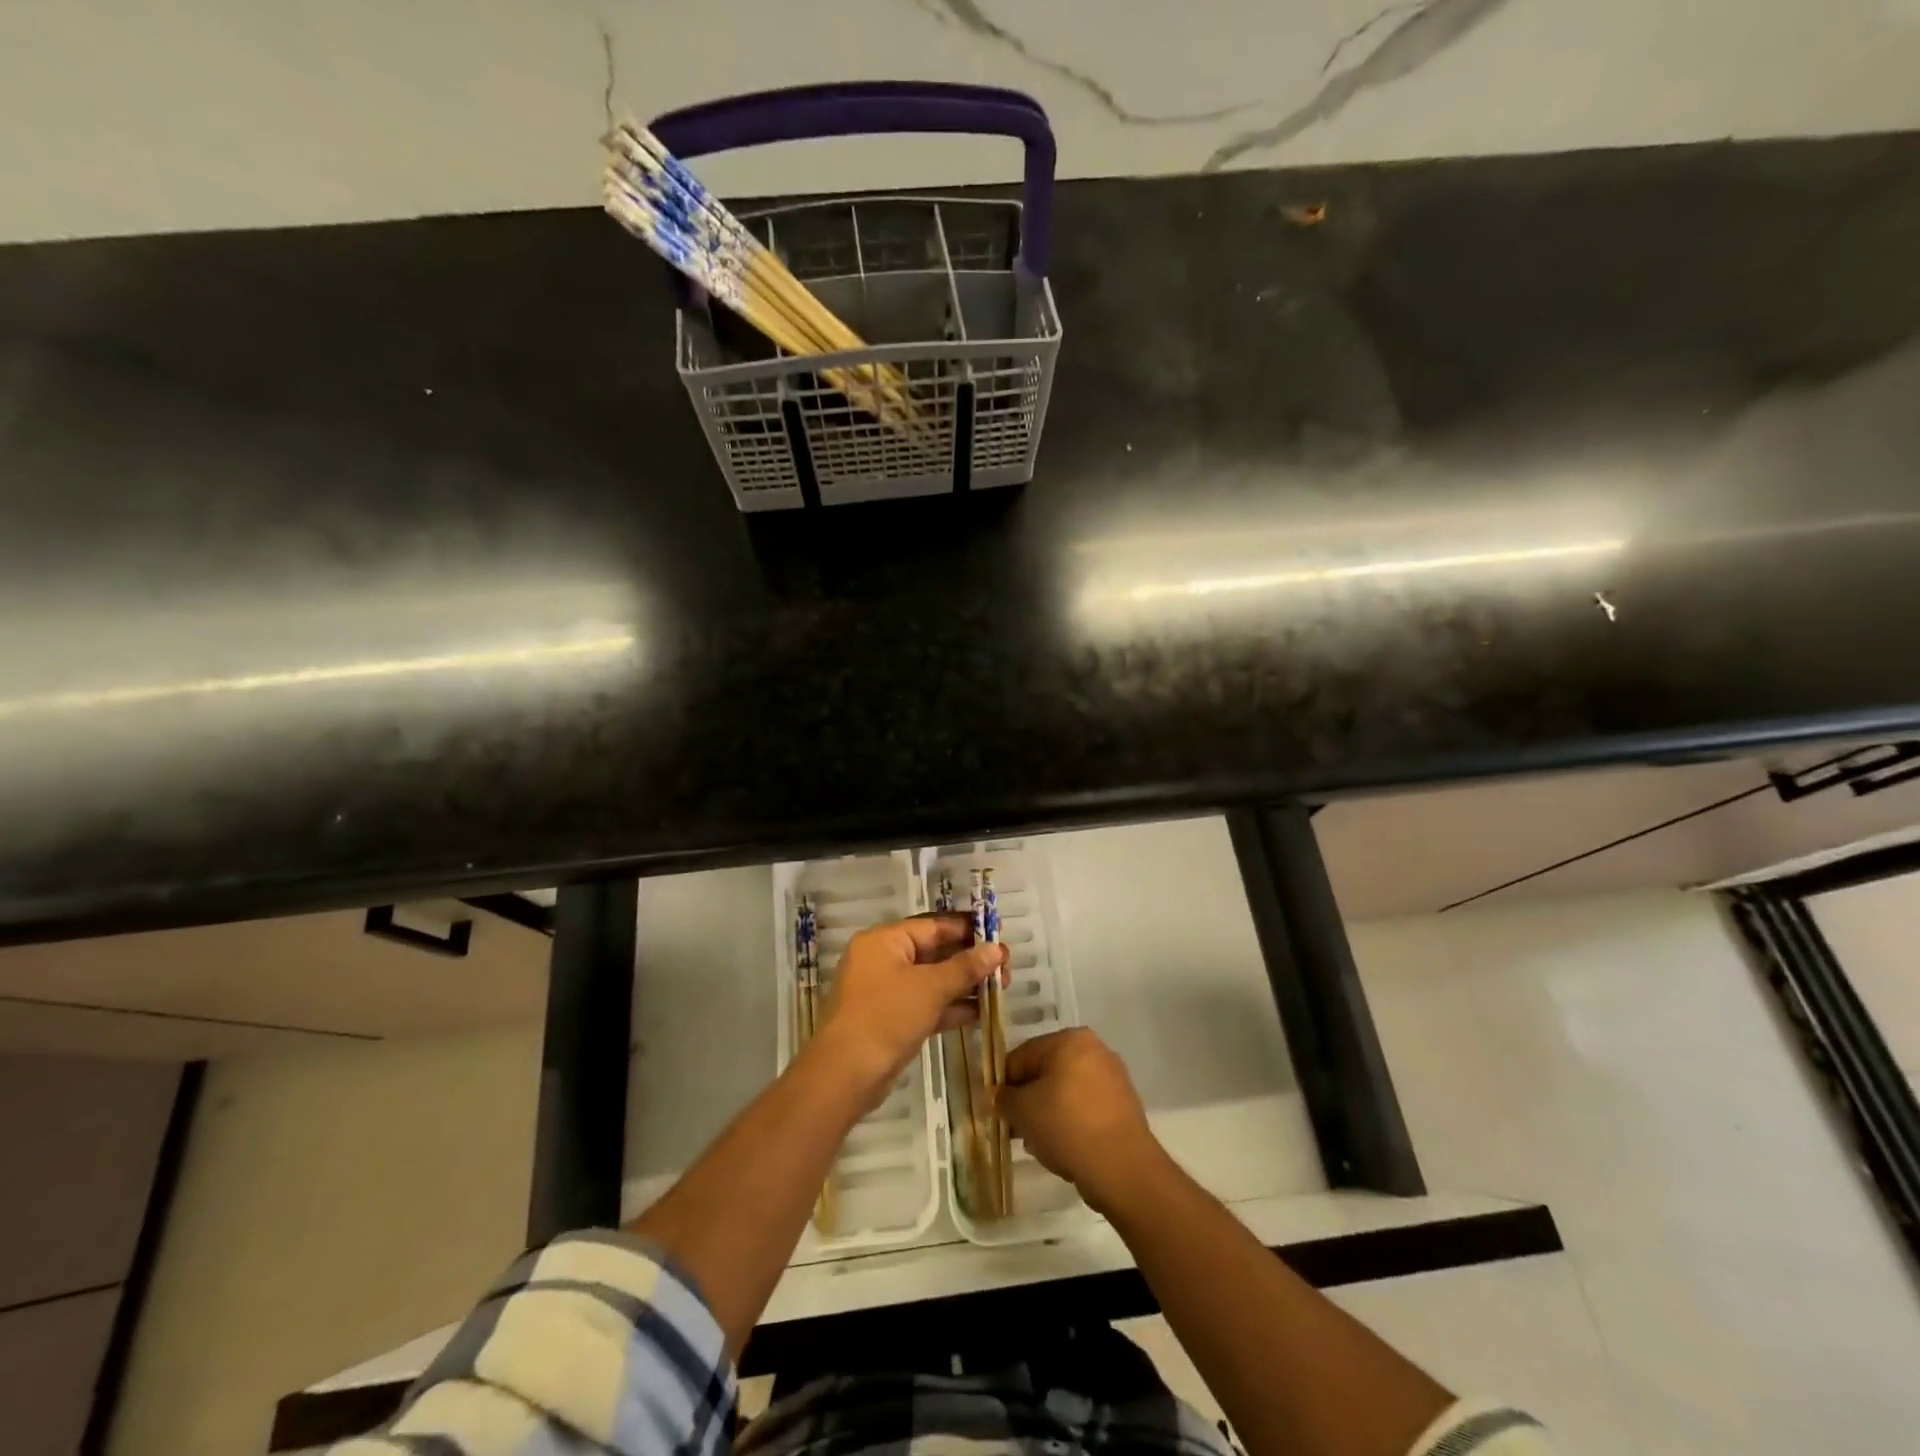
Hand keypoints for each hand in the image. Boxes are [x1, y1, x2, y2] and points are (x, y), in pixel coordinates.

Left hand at [816, 914, 1005, 1110]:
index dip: (967, 929)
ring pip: (932, 980)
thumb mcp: (930, 988)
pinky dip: (950, 1006)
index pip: (932, 926)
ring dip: (964, 984)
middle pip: (933, 952)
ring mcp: (886, 992)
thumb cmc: (886, 1017)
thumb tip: (997, 950)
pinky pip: (926, 1004)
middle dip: (970, 959)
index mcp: (884, 941)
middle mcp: (883, 960)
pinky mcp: (891, 1020)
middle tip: (1006, 966)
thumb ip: (965, 967)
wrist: (845, 1075)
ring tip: (1002, 986)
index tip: (998, 933)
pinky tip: (981, 1011)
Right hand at [997, 1028, 1163, 1212]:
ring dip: (1047, 1112)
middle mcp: (1094, 1049)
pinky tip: (1063, 1147)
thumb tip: (992, 1097)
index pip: (1023, 1056)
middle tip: (1016, 1129)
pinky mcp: (1123, 1105)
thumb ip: (1003, 1099)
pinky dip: (1070, 1122)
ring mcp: (1112, 1077)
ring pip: (1065, 1091)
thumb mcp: (1023, 1111)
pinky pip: (1085, 1107)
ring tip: (1039, 1143)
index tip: (996, 1111)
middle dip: (1028, 1099)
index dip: (1004, 1084)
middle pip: (1046, 1072)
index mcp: (1069, 1039)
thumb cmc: (1066, 1126)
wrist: (1122, 1168)